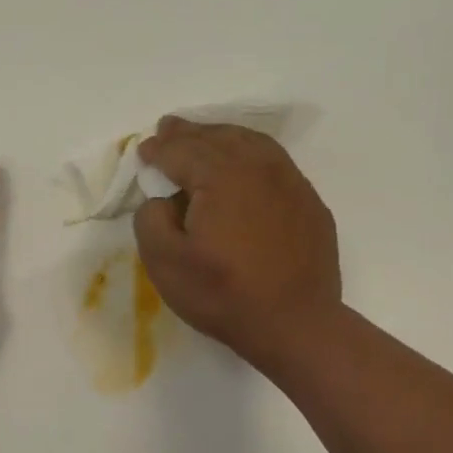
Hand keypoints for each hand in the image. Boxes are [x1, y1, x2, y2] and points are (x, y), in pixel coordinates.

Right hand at [133, 118, 340, 371]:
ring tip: (205, 137)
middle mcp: (259, 167)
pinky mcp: (309, 203)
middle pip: (217, 139)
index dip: (159, 150)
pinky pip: (275, 163)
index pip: (182, 152)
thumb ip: (151, 220)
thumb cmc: (224, 294)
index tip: (144, 152)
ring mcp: (291, 183)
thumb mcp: (165, 263)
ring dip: (222, 136)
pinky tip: (245, 164)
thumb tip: (163, 200)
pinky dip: (252, 154)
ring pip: (251, 144)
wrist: (295, 323)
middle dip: (189, 133)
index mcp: (221, 176)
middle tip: (169, 128)